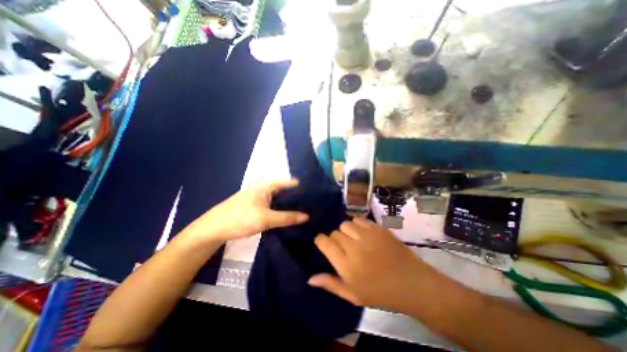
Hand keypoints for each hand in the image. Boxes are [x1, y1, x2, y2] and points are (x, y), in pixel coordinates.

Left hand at [181, 180, 307, 242]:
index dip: (303, 189)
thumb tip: (307, 216)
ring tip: (306, 211)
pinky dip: (283, 208)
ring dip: (291, 204)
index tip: (316, 198)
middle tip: (313, 207)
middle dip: (298, 198)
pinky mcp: (258, 204)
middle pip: (287, 191)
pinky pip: (275, 204)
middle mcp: (265, 186)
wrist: (213, 228)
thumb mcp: (266, 219)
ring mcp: (261, 195)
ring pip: (281, 198)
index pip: (291, 183)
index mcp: (267, 184)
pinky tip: (290, 215)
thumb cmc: (240, 218)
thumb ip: (287, 217)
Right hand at [308, 218, 431, 309]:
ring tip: (353, 239)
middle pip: (335, 232)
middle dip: (335, 239)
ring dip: (346, 231)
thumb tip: (310, 278)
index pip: (324, 242)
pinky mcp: (378, 228)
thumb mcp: (353, 295)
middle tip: (344, 248)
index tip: (324, 244)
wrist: (411, 283)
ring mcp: (367, 235)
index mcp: (346, 265)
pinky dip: (357, 225)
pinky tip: (363, 234)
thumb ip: (331, 284)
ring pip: (345, 224)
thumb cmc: (380, 293)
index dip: (321, 241)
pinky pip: (359, 219)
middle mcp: (354, 247)